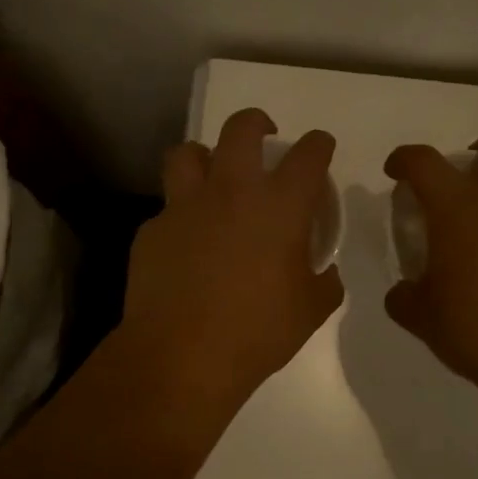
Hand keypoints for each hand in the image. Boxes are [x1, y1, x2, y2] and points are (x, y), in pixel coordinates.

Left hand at [121, 108, 344, 411]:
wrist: (181, 356)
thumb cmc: (257, 332)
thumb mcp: (310, 311)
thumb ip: (324, 282)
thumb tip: (324, 272)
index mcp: (279, 206)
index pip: (309, 155)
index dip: (319, 145)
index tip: (320, 148)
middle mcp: (232, 192)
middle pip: (241, 129)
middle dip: (256, 122)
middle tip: (262, 136)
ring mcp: (185, 206)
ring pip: (188, 153)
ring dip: (204, 157)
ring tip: (213, 177)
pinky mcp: (152, 229)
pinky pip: (168, 208)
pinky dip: (181, 215)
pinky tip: (186, 244)